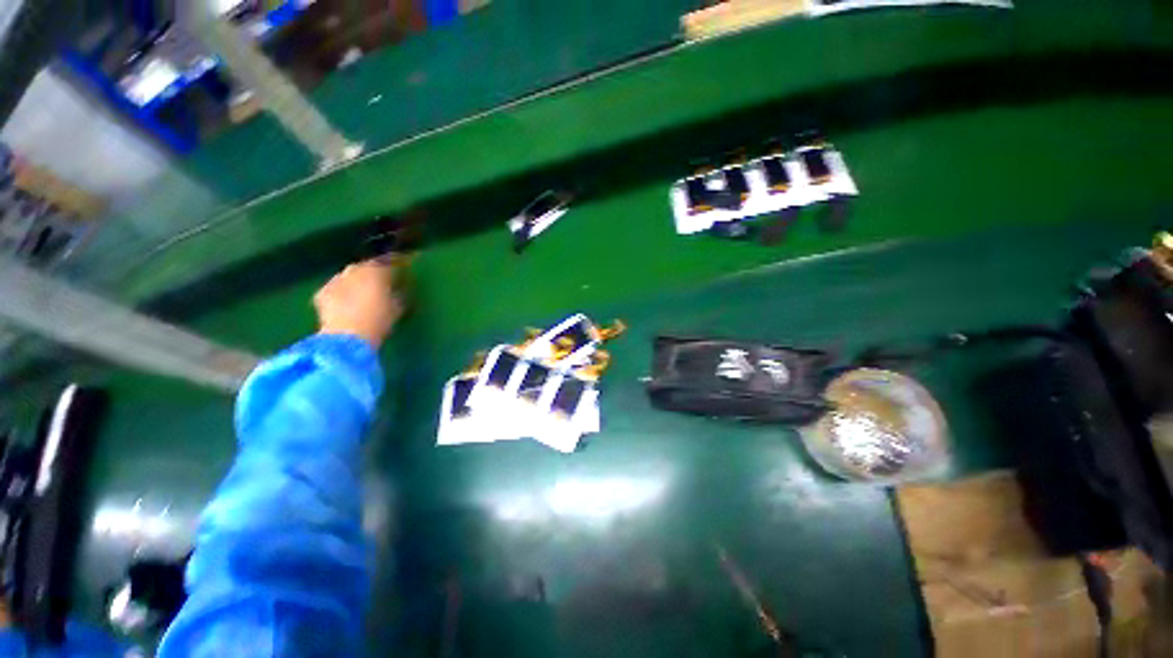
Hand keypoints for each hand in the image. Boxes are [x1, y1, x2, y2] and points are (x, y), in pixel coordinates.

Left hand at [314, 259, 404, 348]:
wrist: (348, 336)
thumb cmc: (380, 321)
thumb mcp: (398, 308)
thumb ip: (398, 295)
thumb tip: (397, 291)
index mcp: (377, 271)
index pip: (388, 261)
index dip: (395, 264)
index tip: (401, 267)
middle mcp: (355, 270)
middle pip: (365, 266)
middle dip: (372, 272)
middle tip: (380, 283)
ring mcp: (336, 280)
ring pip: (348, 276)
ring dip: (355, 282)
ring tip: (361, 294)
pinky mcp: (322, 292)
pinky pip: (335, 288)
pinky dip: (341, 293)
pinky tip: (344, 304)